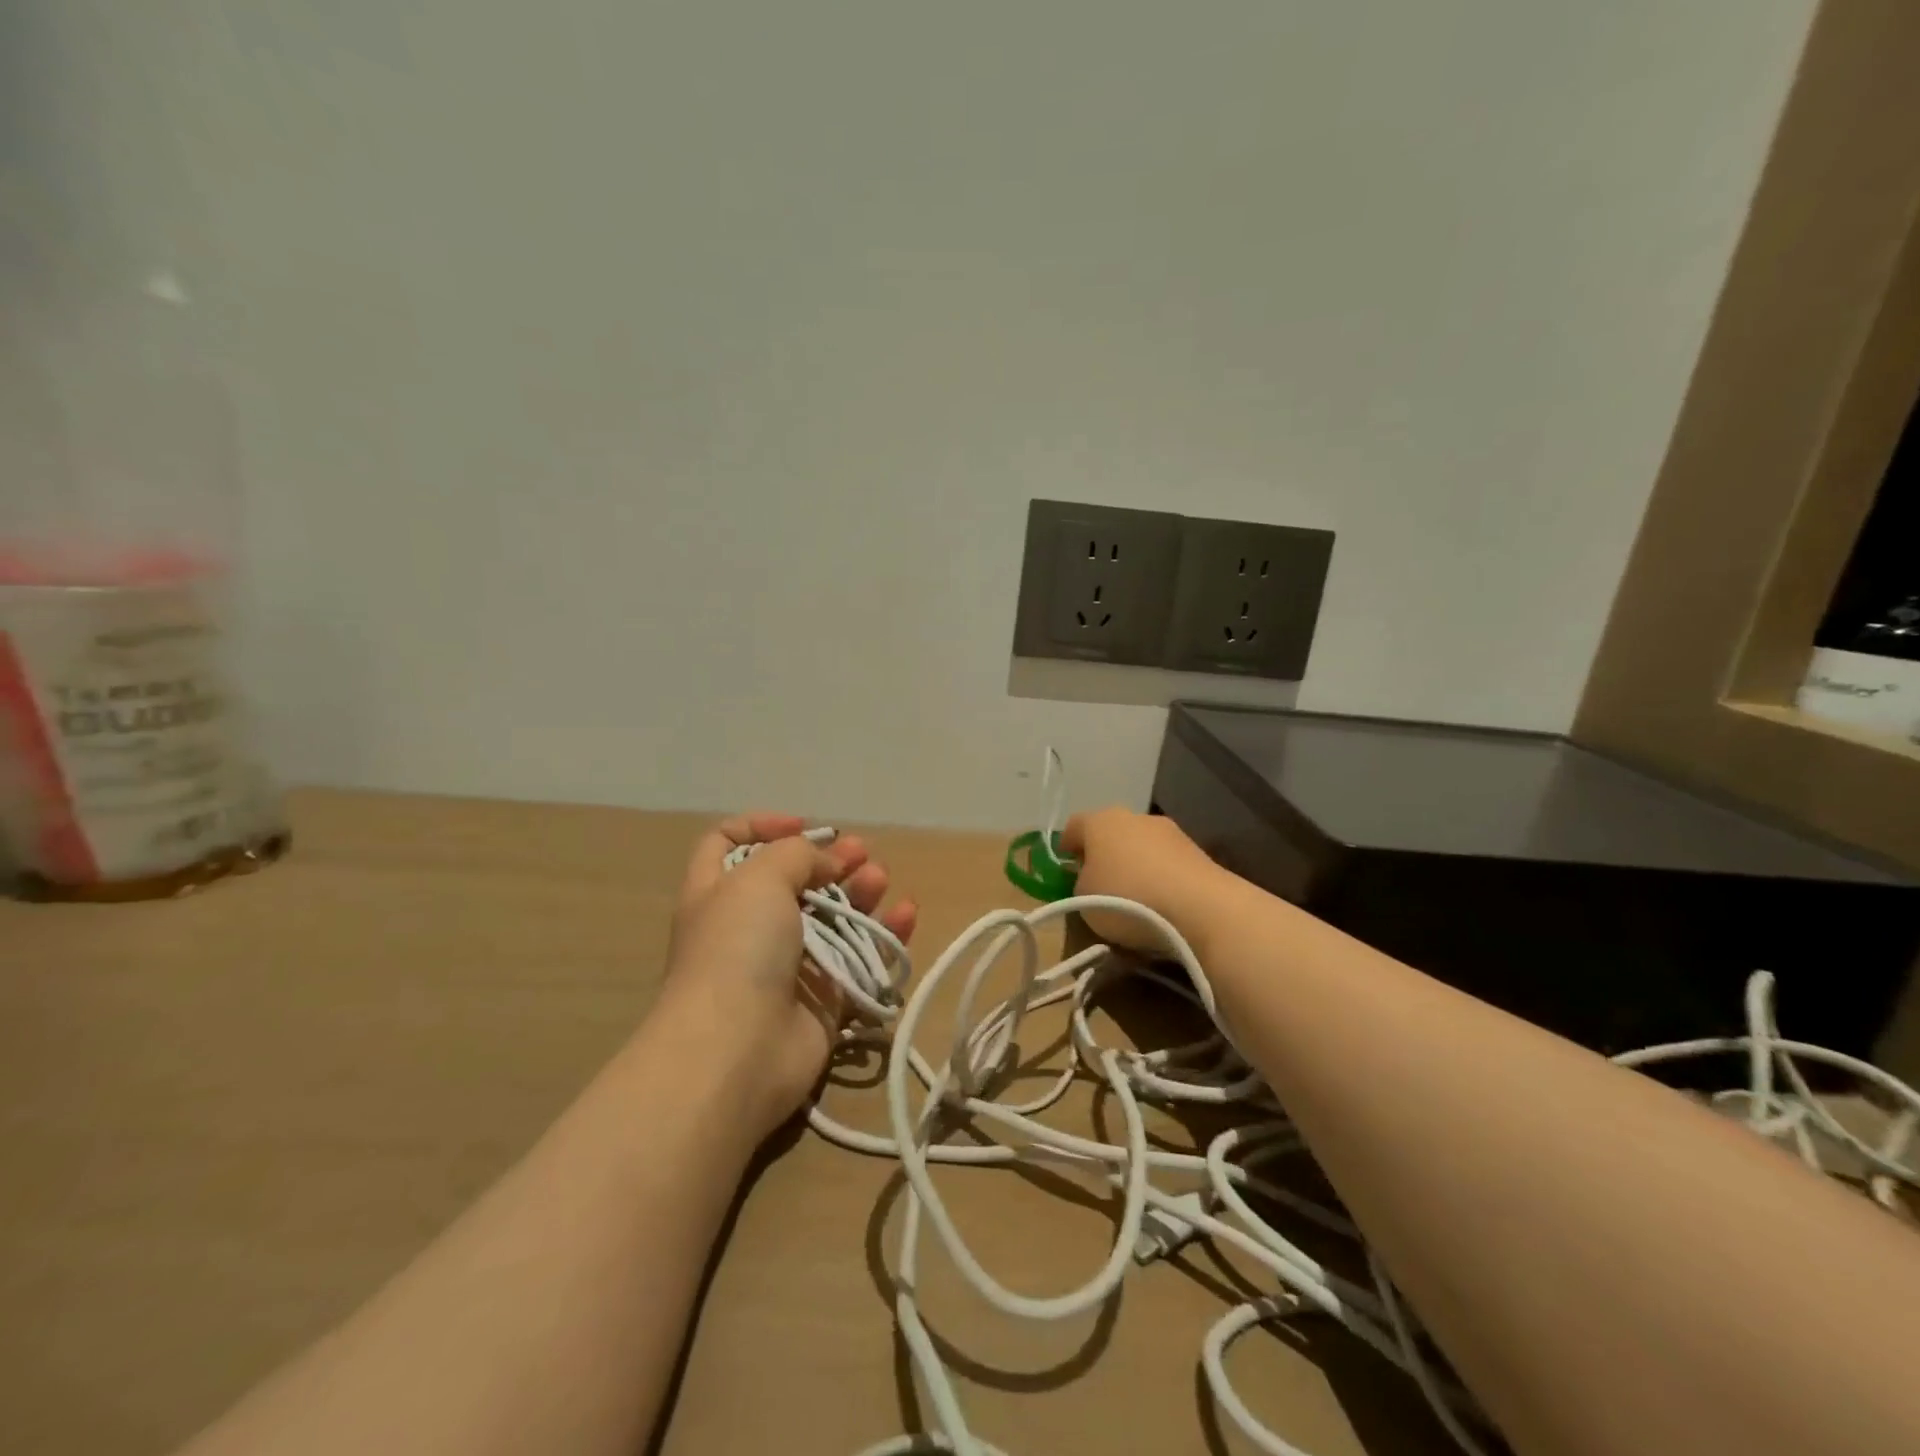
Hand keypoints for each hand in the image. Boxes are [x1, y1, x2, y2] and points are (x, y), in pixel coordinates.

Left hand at [661, 813, 916, 1138]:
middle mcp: (750, 926)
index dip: (763, 826)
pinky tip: (907, 914)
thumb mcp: (758, 878)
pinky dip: (885, 936)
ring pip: (832, 918)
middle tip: (859, 853)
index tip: (803, 827)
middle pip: (794, 881)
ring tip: (880, 878)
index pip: (729, 843)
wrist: (737, 1051)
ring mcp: (788, 965)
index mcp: (717, 893)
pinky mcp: (824, 998)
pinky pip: (861, 959)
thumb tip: (828, 861)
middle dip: (828, 861)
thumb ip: (797, 854)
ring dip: (860, 893)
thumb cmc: (737, 949)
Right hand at [1061, 808, 1227, 954]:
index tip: (1065, 868)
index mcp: (1099, 821)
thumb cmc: (1126, 899)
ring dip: (1135, 864)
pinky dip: (1160, 876)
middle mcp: (1134, 816)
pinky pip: (1167, 862)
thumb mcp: (1082, 901)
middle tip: (1098, 883)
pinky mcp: (1197, 851)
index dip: (1066, 847)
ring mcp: (1170, 831)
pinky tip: (1161, 902)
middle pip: (1110, 832)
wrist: (1200, 907)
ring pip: (1141, 845)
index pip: (1073, 826)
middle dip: (1103, 854)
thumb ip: (1080, 885)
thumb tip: (1091, 881)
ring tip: (1134, 898)